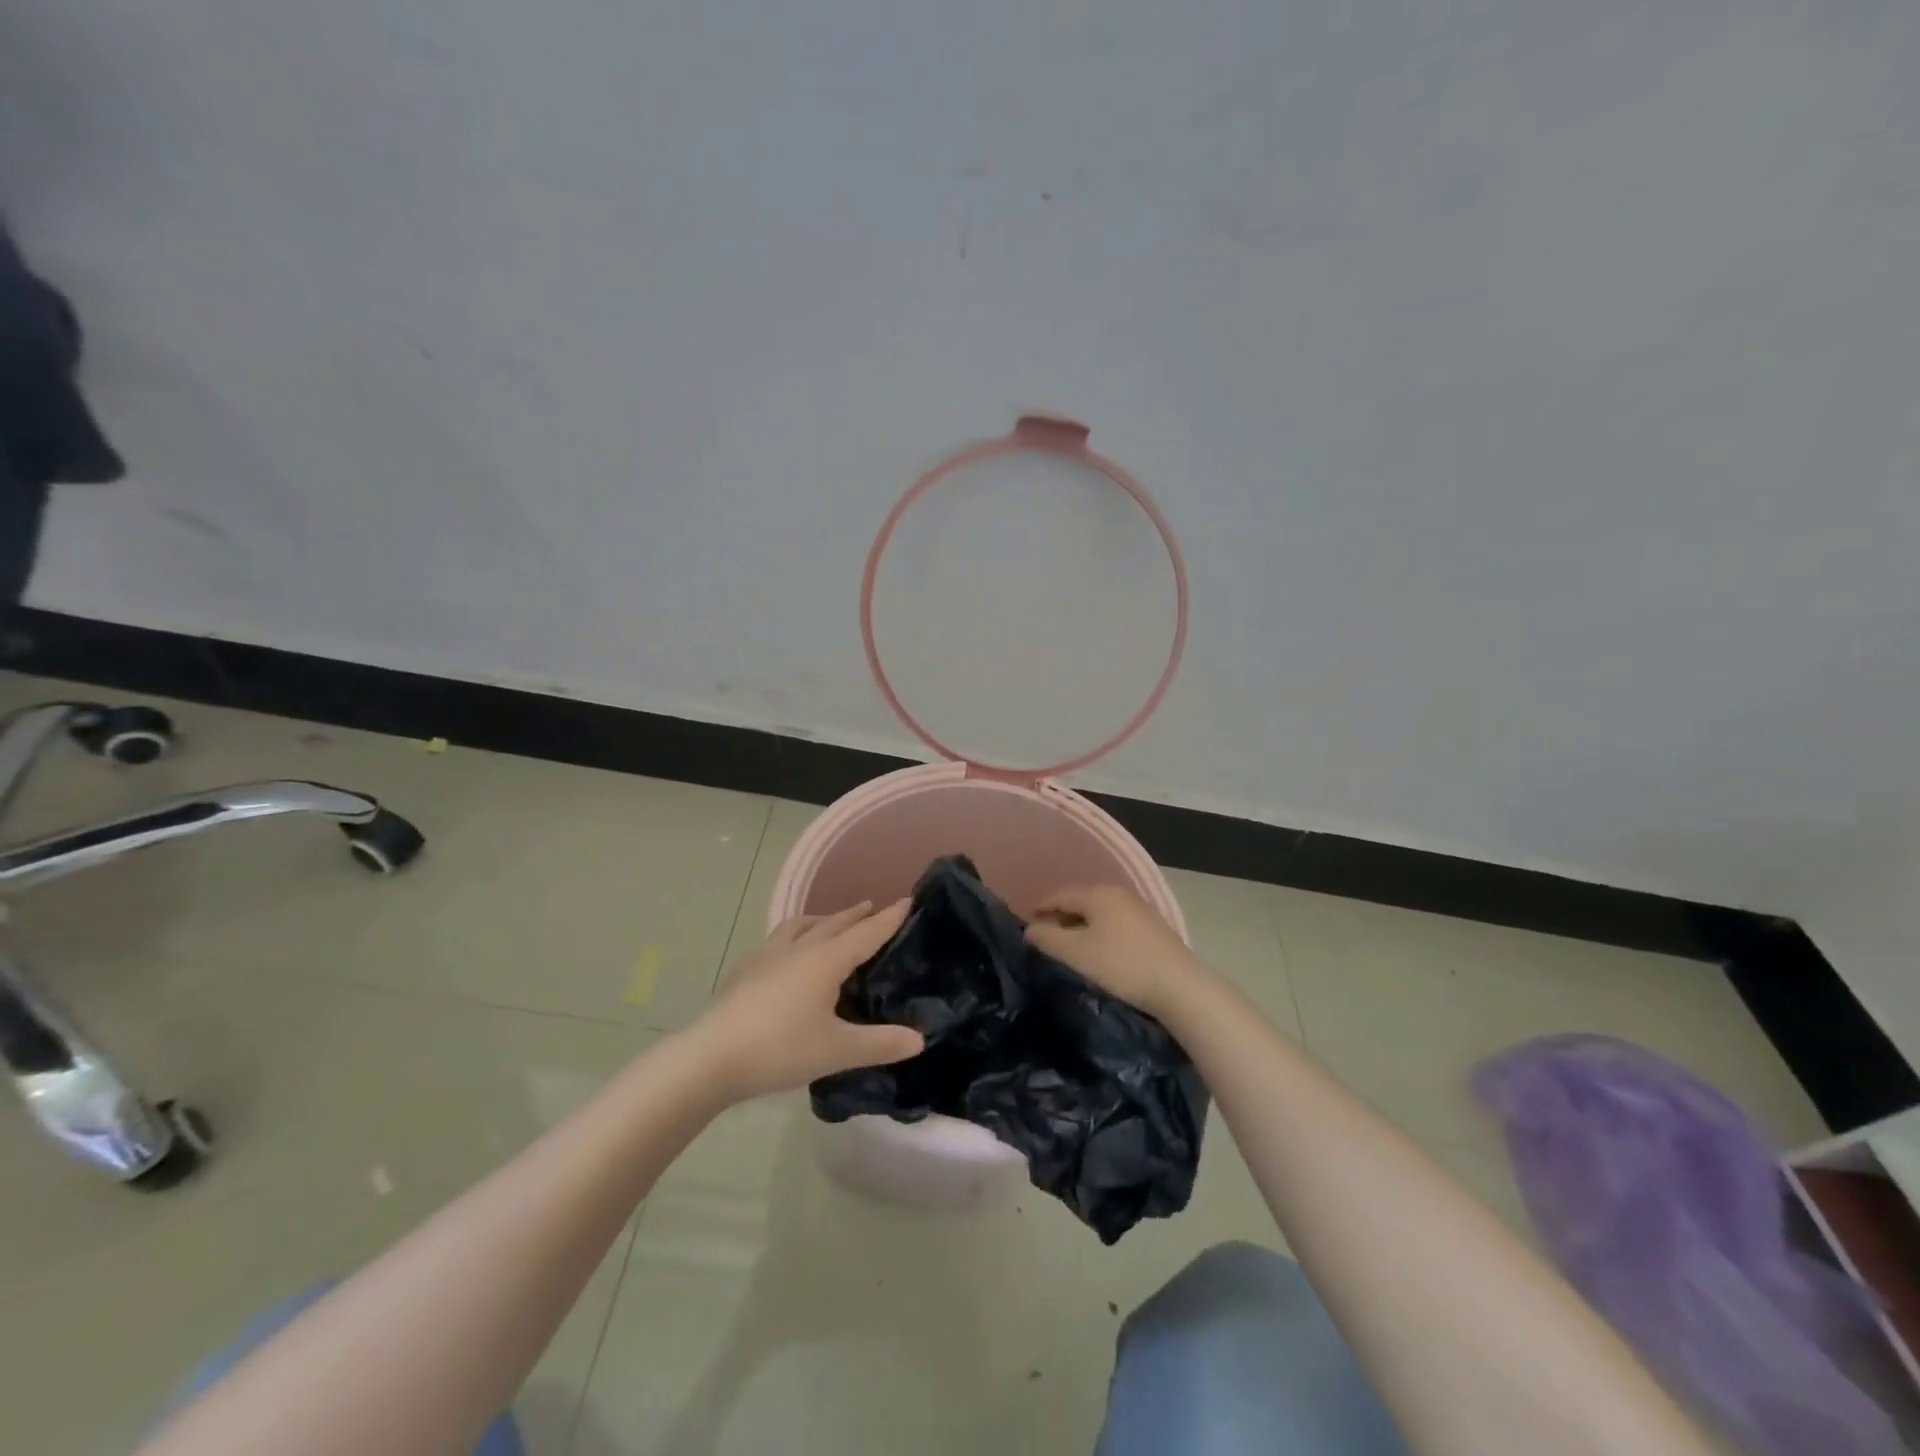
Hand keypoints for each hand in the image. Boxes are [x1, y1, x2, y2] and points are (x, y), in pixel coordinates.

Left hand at [689, 901, 925, 1101]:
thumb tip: (920, 1038)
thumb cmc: (779, 1049)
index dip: (888, 918)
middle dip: (855, 915)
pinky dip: (794, 936)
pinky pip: (777, 941)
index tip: (908, 899)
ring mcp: (766, 957)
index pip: (866, 933)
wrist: (709, 1058)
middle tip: (872, 907)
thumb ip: (880, 1044)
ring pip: (800, 926)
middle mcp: (798, 949)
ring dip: (821, 920)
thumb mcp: (837, 1050)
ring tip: (830, 921)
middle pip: (833, 924)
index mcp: (825, 960)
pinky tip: (786, 955)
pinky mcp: (745, 971)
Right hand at [1025, 884, 1207, 1020]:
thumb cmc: (1122, 966)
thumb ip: (1047, 939)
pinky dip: (1100, 933)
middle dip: (1059, 918)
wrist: (1180, 987)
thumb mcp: (1076, 954)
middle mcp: (1118, 893)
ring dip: (1080, 927)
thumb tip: (1029, 930)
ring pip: (1098, 913)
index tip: (1025, 928)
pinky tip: (1098, 953)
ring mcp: (1139, 908)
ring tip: (1068, 949)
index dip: (1038, 910)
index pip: (1058, 895)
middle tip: (1043, 940)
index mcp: (1098, 893)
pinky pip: (1115, 924)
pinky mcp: (1152, 927)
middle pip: (1079, 901)